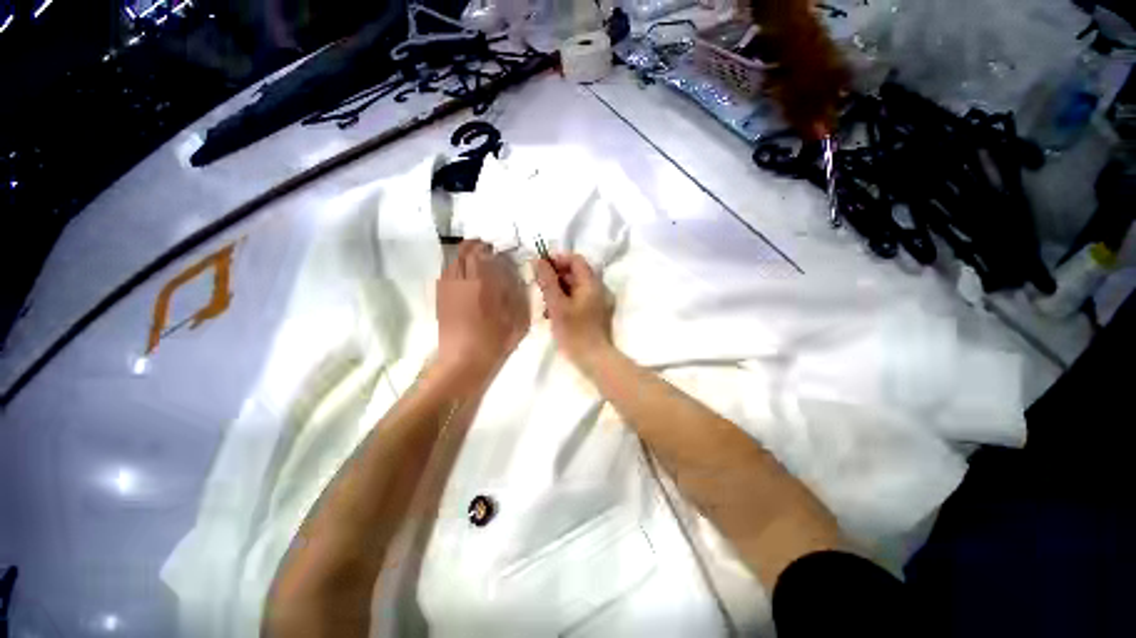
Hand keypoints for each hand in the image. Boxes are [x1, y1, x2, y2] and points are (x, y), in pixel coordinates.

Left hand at [436, 240, 529, 382]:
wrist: (462, 362)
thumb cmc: (493, 342)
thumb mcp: (516, 319)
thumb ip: (516, 294)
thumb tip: (513, 275)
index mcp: (480, 283)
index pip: (480, 252)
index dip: (488, 246)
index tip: (497, 248)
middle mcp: (460, 281)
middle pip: (462, 253)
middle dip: (474, 246)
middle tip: (487, 249)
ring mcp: (446, 289)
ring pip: (452, 262)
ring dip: (463, 257)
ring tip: (476, 261)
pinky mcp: (440, 299)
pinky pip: (446, 274)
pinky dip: (455, 269)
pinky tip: (464, 277)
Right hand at [532, 253, 613, 373]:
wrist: (594, 359)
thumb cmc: (574, 332)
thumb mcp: (557, 305)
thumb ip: (547, 281)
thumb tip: (538, 260)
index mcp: (591, 283)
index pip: (576, 259)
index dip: (557, 260)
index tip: (540, 268)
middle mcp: (598, 288)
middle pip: (575, 273)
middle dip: (556, 277)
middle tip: (540, 288)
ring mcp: (599, 302)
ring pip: (576, 287)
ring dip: (559, 290)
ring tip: (545, 304)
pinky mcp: (596, 313)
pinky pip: (579, 299)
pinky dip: (566, 301)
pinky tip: (554, 314)